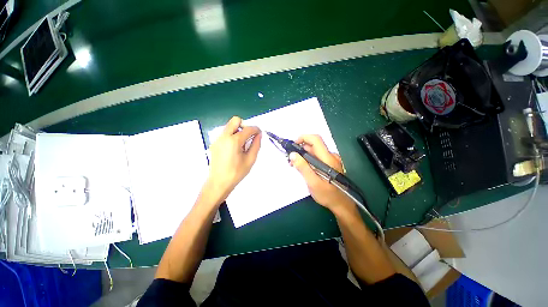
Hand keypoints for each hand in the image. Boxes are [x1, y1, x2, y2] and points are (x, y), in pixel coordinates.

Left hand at [206, 116, 260, 203]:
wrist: (219, 183)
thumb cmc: (236, 173)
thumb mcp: (250, 159)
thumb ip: (256, 145)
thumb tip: (259, 135)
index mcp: (234, 141)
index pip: (248, 129)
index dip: (256, 129)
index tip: (259, 134)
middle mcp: (224, 137)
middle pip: (235, 120)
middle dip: (244, 125)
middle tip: (249, 136)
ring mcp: (217, 139)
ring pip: (229, 126)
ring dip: (238, 131)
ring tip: (242, 144)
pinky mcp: (214, 143)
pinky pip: (225, 134)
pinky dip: (232, 136)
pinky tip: (234, 148)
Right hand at [289, 135, 352, 212]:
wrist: (342, 205)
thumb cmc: (327, 195)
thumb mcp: (312, 182)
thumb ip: (303, 167)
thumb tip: (293, 154)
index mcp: (327, 158)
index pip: (315, 139)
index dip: (303, 138)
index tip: (293, 145)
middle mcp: (331, 156)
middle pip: (314, 145)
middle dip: (300, 149)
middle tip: (291, 159)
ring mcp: (331, 160)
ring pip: (315, 152)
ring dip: (304, 155)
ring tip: (295, 165)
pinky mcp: (330, 165)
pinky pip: (318, 157)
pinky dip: (309, 159)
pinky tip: (304, 168)